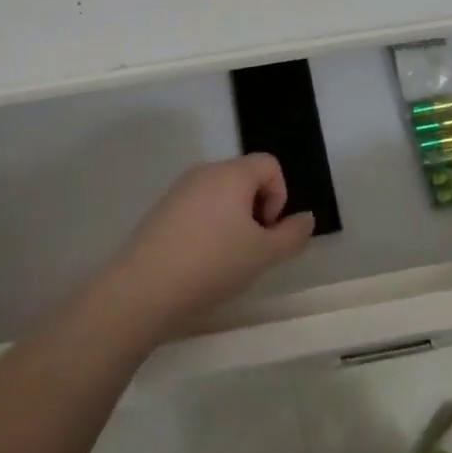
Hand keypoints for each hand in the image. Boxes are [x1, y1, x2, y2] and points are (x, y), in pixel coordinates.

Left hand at [102, 154, 316, 338]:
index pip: (269, 164)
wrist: (144, 288)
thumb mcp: (263, 255)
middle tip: (250, 249)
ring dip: (233, 220)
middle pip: (245, 177)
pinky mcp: (162, 210)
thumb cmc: (213, 264)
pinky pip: (198, 208)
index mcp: (231, 173)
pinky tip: (200, 262)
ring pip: (220, 195)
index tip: (267, 231)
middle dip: (256, 210)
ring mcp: (179, 189)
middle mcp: (204, 171)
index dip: (279, 196)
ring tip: (225, 260)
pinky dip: (208, 228)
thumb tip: (306, 218)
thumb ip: (292, 235)